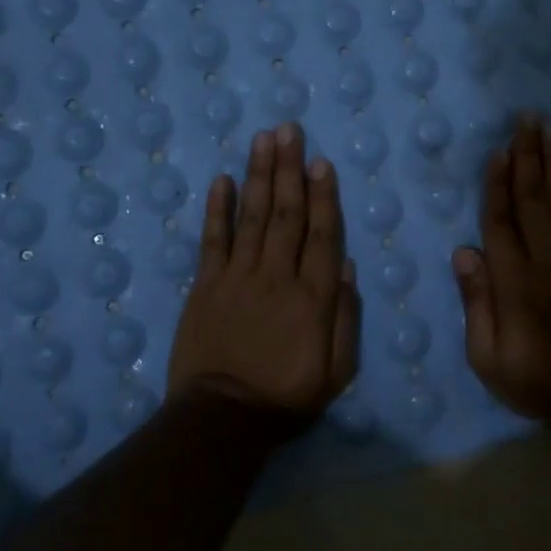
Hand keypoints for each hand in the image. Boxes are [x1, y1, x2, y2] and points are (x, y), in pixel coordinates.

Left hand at [168, 123, 360, 419]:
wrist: (222, 419)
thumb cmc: (286, 396)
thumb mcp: (336, 370)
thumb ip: (344, 317)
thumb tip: (344, 265)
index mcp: (312, 296)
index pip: (321, 234)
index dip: (322, 195)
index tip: (320, 161)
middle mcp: (276, 276)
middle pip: (286, 214)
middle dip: (289, 169)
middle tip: (288, 130)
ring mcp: (237, 277)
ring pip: (252, 217)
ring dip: (259, 176)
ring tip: (263, 140)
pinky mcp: (205, 286)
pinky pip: (212, 240)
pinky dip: (218, 209)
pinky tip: (222, 180)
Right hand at [453, 117, 550, 418]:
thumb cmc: (532, 377)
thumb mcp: (487, 355)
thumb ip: (476, 302)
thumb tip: (465, 253)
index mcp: (514, 282)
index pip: (501, 221)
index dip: (497, 184)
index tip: (498, 151)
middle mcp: (547, 260)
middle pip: (533, 199)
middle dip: (528, 156)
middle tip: (527, 119)